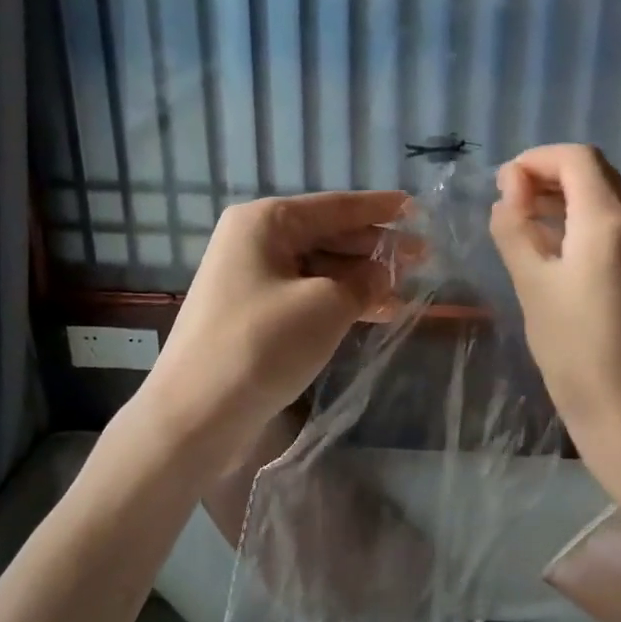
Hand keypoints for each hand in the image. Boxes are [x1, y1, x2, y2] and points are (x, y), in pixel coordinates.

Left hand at [139, 190, 410, 453]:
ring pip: (320, 268)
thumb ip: (364, 281)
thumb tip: (384, 272)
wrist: (196, 415)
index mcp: (266, 221)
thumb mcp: (326, 305)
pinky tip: (377, 312)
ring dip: (362, 278)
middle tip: (424, 256)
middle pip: (328, 235)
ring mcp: (252, 280)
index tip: (418, 208)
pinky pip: (307, 295)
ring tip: (409, 288)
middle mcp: (255, 241)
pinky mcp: (254, 315)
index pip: (336, 206)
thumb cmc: (262, 344)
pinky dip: (341, 301)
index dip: (380, 209)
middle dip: (375, 247)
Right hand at [488, 145, 620, 492]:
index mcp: (611, 221)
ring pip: (612, 194)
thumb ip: (515, 226)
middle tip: (510, 203)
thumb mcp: (531, 285)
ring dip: (570, 197)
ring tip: (530, 223)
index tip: (503, 184)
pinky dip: (592, 219)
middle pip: (596, 172)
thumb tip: (509, 189)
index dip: (535, 160)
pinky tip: (565, 246)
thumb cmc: (573, 350)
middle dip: (550, 176)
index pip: (576, 158)